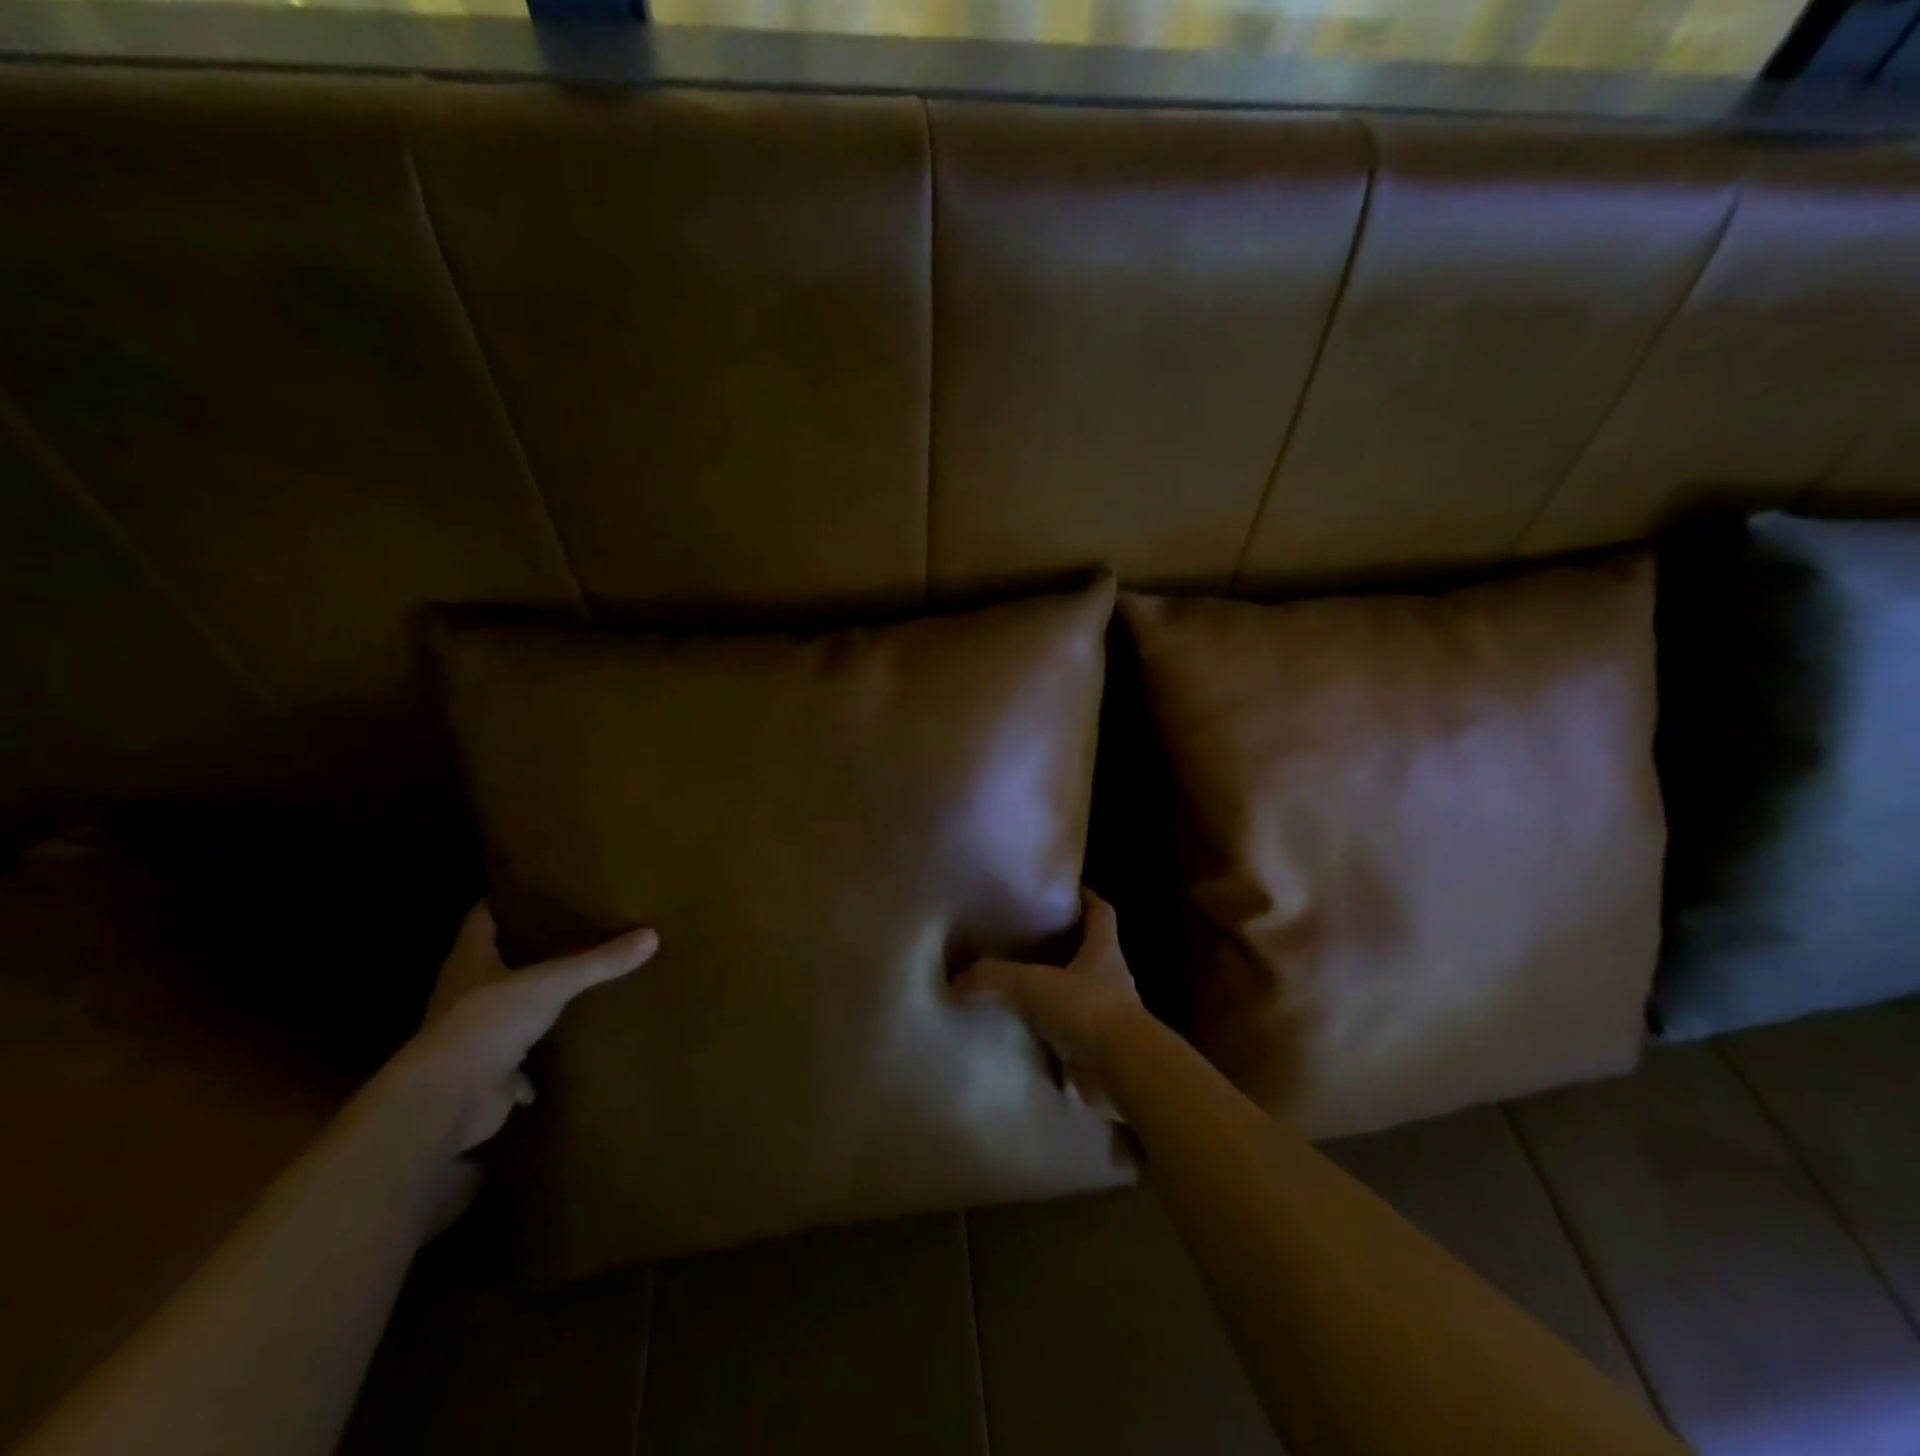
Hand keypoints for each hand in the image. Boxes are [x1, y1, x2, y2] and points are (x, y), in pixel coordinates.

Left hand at [404, 903, 658, 1231]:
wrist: (448, 1102)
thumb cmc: (488, 1023)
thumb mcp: (552, 983)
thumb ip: (599, 962)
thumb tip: (652, 935)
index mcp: (470, 962)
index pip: (481, 919)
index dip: (503, 902)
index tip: (533, 889)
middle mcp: (464, 995)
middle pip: (492, 963)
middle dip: (523, 951)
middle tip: (567, 931)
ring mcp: (472, 1037)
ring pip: (504, 1011)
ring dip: (528, 1004)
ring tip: (570, 985)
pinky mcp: (484, 1074)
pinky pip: (515, 1061)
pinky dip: (533, 1060)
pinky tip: (561, 1051)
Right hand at [954, 888, 1145, 1116]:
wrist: (1122, 1072)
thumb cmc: (1086, 1009)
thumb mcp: (1032, 984)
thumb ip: (993, 977)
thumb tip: (956, 981)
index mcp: (1104, 950)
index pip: (1101, 912)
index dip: (1085, 897)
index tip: (1064, 890)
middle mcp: (1111, 979)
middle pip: (1088, 953)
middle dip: (1061, 947)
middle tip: (1023, 941)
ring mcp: (1107, 1017)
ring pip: (1078, 996)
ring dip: (1053, 994)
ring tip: (1016, 989)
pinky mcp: (1099, 1052)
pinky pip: (1069, 1037)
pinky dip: (1049, 1036)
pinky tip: (1022, 1035)